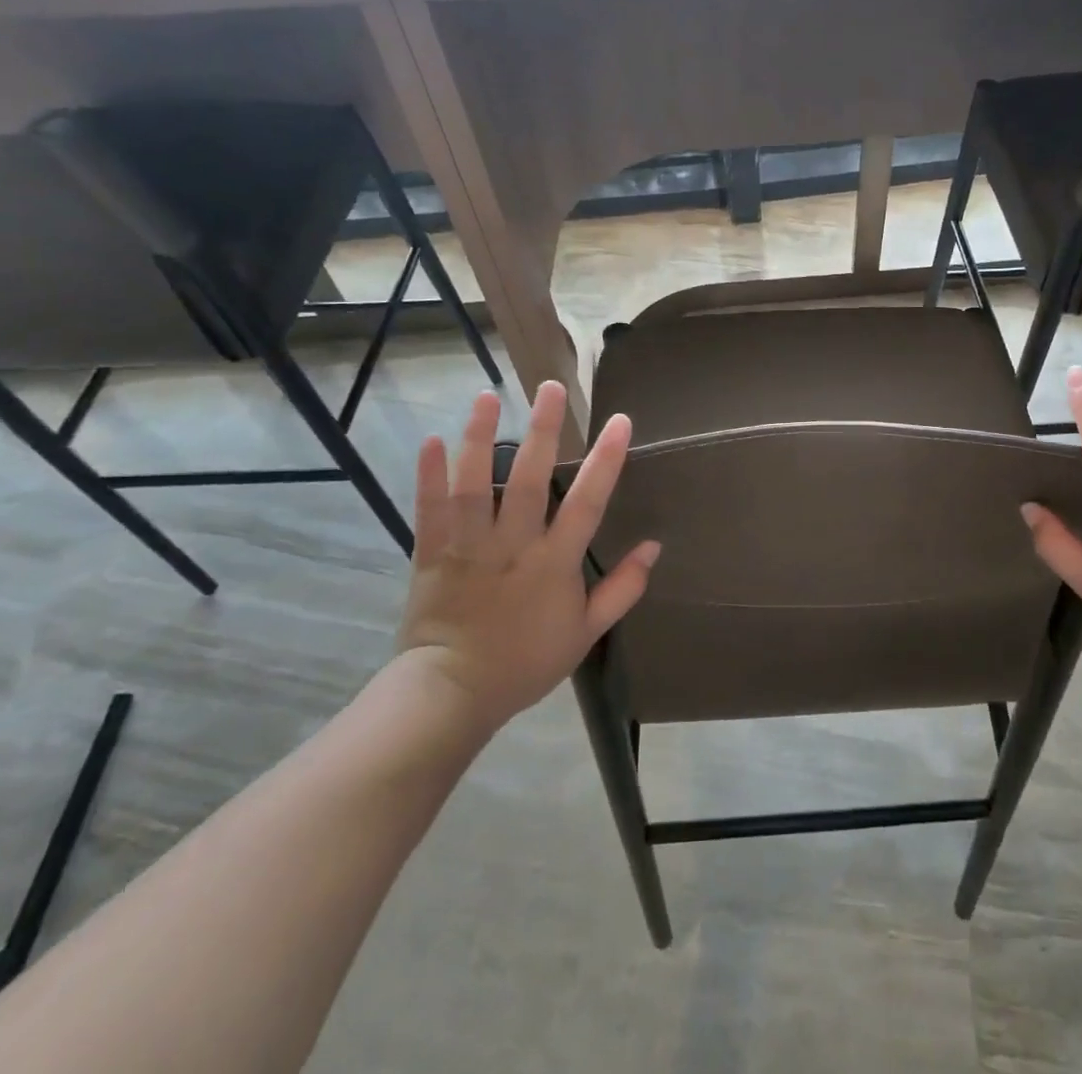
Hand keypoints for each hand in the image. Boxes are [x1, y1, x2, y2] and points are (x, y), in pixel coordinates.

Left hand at [397, 382, 658, 726]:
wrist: (453, 694)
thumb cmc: (525, 662)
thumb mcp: (586, 633)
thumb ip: (622, 589)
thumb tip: (654, 546)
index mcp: (554, 563)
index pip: (587, 502)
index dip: (605, 460)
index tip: (620, 420)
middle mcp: (513, 546)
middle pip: (528, 479)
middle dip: (542, 430)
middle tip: (549, 386)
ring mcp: (469, 548)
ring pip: (474, 485)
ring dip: (478, 438)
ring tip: (485, 396)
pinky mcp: (431, 555)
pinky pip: (428, 510)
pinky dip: (427, 475)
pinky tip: (430, 439)